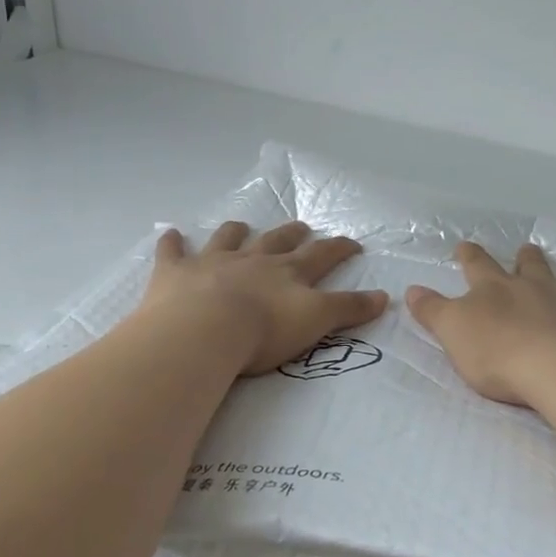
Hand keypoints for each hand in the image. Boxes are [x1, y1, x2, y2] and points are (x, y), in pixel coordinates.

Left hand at [139, 221, 388, 374]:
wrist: (204, 330)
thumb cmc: (264, 330)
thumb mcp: (316, 320)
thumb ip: (349, 308)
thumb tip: (385, 296)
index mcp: (287, 271)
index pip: (321, 255)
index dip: (339, 247)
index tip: (352, 242)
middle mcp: (252, 259)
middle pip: (277, 241)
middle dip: (291, 233)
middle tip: (301, 226)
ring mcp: (212, 262)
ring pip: (227, 239)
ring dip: (236, 231)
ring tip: (241, 226)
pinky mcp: (176, 273)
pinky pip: (173, 252)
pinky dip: (172, 243)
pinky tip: (170, 235)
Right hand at [406, 242, 555, 406]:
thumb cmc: (498, 354)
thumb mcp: (452, 333)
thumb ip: (432, 310)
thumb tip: (411, 289)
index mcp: (496, 288)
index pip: (478, 265)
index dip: (470, 255)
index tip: (465, 247)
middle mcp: (537, 285)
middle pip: (531, 264)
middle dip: (527, 257)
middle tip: (528, 250)